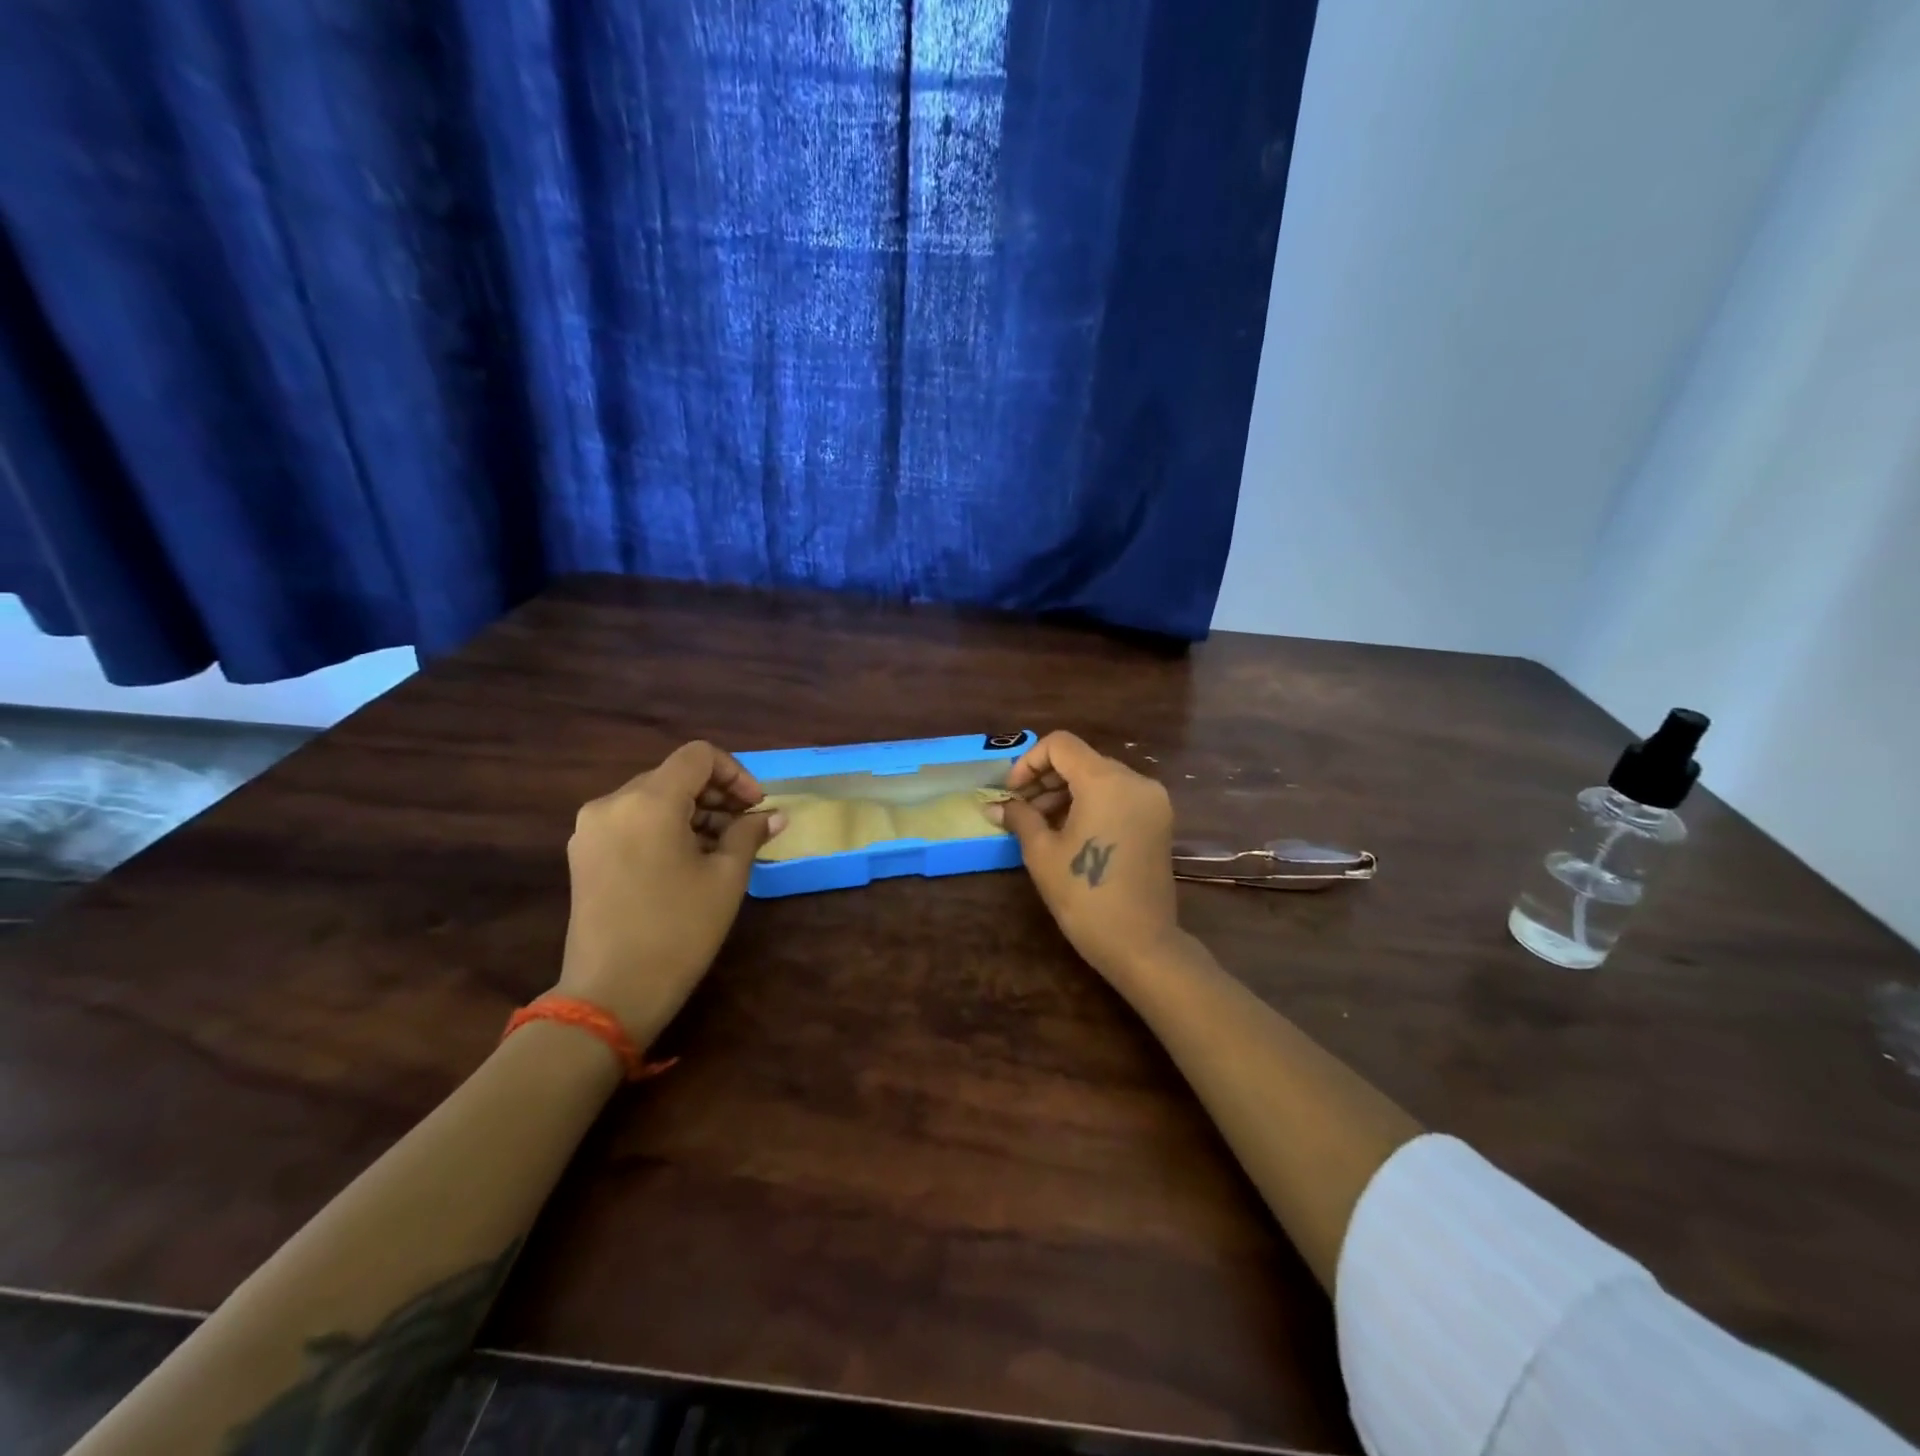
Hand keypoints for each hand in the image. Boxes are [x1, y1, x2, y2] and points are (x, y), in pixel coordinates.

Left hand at [556, 742, 786, 1043]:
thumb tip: (775, 815)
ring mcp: (591, 829)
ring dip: (692, 812)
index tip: (756, 806)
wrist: (610, 993)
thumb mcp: (726, 878)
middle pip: (674, 775)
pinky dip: (664, 827)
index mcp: (648, 801)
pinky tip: (687, 859)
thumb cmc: (678, 931)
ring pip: (652, 798)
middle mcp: (612, 803)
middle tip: (747, 827)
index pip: (698, 756)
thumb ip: (749, 834)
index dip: (735, 773)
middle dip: (716, 794)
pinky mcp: (584, 853)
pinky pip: (632, 821)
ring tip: (722, 847)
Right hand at [985, 731, 1181, 978]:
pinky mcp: (1158, 820)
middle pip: (1082, 759)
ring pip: (1100, 777)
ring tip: (1040, 823)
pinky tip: (1069, 830)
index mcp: (1106, 781)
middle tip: (1020, 808)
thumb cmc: (1085, 896)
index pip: (1061, 745)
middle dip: (1046, 778)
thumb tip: (997, 806)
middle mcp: (1135, 781)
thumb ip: (1020, 818)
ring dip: (1066, 791)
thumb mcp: (1042, 853)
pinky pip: (1118, 795)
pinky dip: (1091, 802)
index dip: (1029, 762)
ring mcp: (1152, 800)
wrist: (1141, 944)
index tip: (1012, 792)